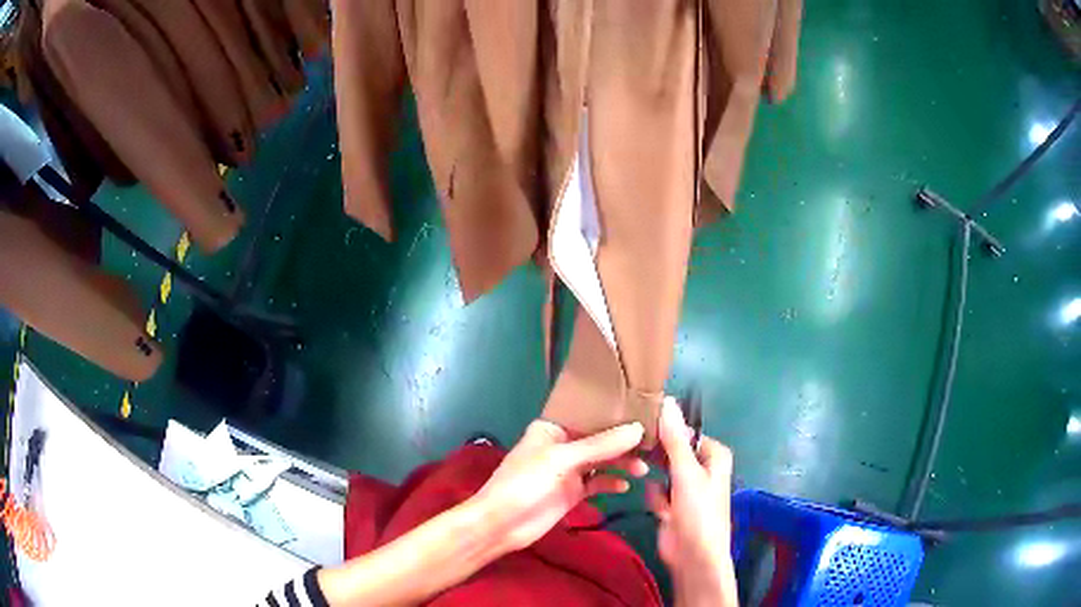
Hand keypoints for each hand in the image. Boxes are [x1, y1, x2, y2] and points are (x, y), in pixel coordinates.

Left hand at [473, 419, 647, 553]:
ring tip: (643, 468)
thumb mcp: (561, 460)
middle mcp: (563, 445)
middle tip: (652, 443)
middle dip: (623, 440)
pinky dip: (611, 483)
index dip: (614, 412)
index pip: (588, 413)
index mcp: (553, 428)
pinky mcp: (573, 492)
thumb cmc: (524, 484)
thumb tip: (638, 429)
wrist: (502, 525)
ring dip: (621, 463)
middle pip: (599, 438)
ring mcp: (569, 470)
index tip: (645, 410)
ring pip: (602, 461)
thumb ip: (600, 446)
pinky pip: (598, 483)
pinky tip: (625, 486)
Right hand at [648, 398, 737, 606]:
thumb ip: (674, 438)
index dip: (664, 427)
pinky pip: (657, 491)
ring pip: (661, 470)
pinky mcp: (672, 503)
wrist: (693, 557)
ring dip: (657, 482)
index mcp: (713, 454)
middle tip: (633, 447)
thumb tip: (667, 400)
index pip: (685, 430)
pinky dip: (657, 500)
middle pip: (672, 450)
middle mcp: (701, 466)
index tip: (639, 421)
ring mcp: (686, 486)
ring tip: (656, 491)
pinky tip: (662, 512)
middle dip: (657, 455)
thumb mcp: (686, 472)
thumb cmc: (698, 511)